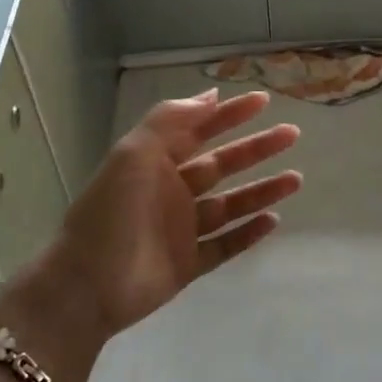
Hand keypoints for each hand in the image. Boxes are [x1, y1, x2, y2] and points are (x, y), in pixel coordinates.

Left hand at [46, 89, 301, 339]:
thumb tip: (209, 96)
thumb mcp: (134, 154)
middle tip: (291, 134)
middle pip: (222, 165)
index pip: (198, 130)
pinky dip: (248, 233)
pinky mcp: (188, 265)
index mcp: (155, 163)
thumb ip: (169, 120)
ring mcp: (181, 230)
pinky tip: (274, 220)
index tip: (263, 101)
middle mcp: (171, 192)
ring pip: (230, 205)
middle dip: (256, 148)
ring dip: (262, 190)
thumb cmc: (111, 213)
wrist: (87, 285)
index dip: (229, 114)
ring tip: (295, 179)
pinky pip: (225, 245)